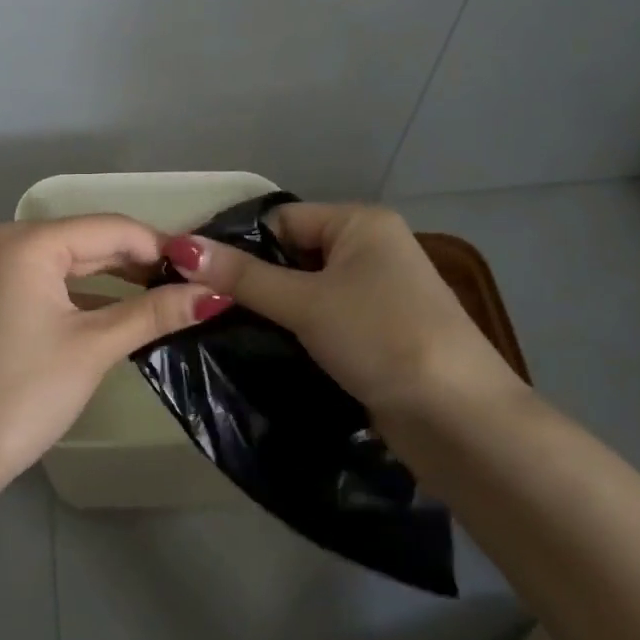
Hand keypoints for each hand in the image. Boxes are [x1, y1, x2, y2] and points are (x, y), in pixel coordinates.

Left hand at [0, 216, 230, 496]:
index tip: (207, 270)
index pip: (112, 228)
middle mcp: (10, 242)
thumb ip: (154, 313)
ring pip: (74, 262)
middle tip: (196, 286)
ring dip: (119, 278)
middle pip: (92, 241)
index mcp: (30, 243)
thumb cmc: (24, 393)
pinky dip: (90, 294)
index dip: (161, 247)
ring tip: (171, 298)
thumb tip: (216, 294)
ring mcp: (0, 269)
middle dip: (143, 263)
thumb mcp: (94, 347)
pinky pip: (55, 281)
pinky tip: (126, 310)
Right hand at [161, 202, 520, 419]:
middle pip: (292, 255)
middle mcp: (371, 249)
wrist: (459, 419)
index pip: (281, 220)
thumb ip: (242, 276)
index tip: (192, 275)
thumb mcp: (305, 303)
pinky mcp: (377, 334)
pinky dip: (296, 332)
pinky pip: (323, 320)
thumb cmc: (381, 338)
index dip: (237, 246)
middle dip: (253, 282)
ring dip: (272, 311)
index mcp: (360, 223)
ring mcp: (377, 294)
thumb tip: (179, 246)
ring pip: (305, 292)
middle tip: (204, 307)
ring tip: (222, 330)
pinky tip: (262, 350)